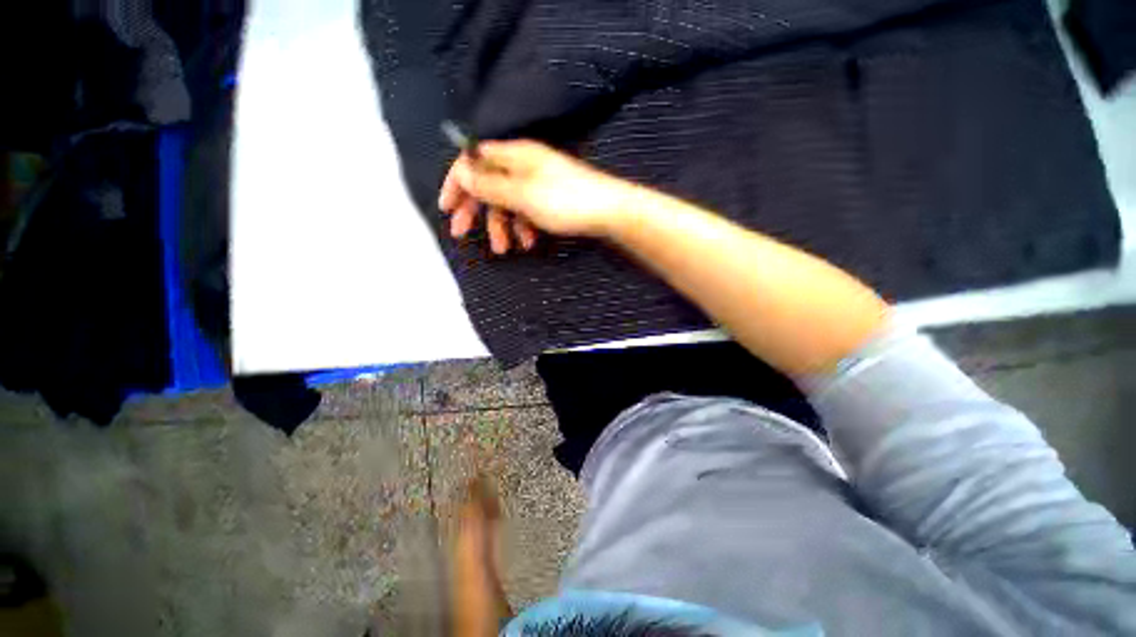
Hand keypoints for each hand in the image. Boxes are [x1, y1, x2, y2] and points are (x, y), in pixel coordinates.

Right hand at [438, 140, 631, 253]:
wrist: (608, 211)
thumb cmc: (565, 201)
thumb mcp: (522, 195)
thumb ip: (490, 186)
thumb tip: (462, 174)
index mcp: (514, 156)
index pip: (474, 161)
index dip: (457, 183)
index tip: (447, 208)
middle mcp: (523, 166)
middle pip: (488, 184)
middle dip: (475, 211)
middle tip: (461, 234)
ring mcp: (538, 184)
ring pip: (508, 203)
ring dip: (503, 227)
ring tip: (506, 249)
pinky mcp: (550, 200)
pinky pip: (527, 211)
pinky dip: (524, 227)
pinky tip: (529, 243)